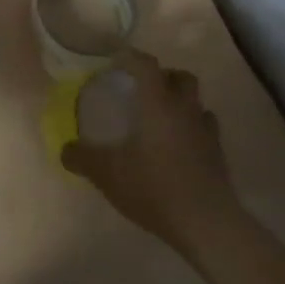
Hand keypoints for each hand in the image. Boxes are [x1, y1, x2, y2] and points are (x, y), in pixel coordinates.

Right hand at [62, 49, 239, 258]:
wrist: (208, 225)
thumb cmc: (155, 188)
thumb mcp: (107, 174)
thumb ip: (82, 158)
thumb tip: (65, 149)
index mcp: (158, 104)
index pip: (146, 65)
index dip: (130, 57)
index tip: (115, 61)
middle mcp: (185, 110)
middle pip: (182, 77)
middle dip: (165, 76)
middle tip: (144, 89)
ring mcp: (207, 133)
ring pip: (198, 103)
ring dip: (182, 103)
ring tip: (163, 119)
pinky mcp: (220, 157)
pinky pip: (208, 130)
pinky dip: (194, 130)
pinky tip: (181, 147)